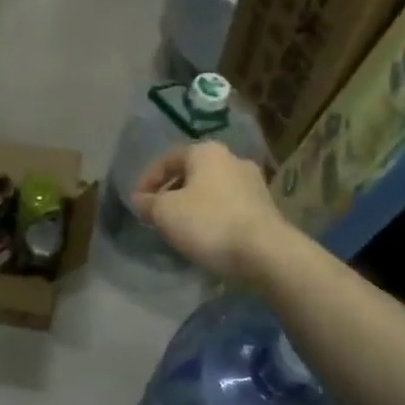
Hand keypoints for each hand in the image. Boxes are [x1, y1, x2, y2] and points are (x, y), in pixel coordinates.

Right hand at [131, 141, 288, 284]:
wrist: (266, 253)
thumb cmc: (209, 222)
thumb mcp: (165, 213)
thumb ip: (148, 203)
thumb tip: (140, 200)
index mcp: (207, 152)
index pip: (168, 159)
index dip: (148, 180)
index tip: (138, 203)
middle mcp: (233, 159)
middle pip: (192, 174)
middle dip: (172, 193)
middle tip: (158, 216)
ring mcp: (254, 184)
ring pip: (212, 191)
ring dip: (194, 206)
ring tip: (180, 229)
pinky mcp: (266, 208)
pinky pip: (229, 207)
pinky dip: (213, 218)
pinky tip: (206, 237)